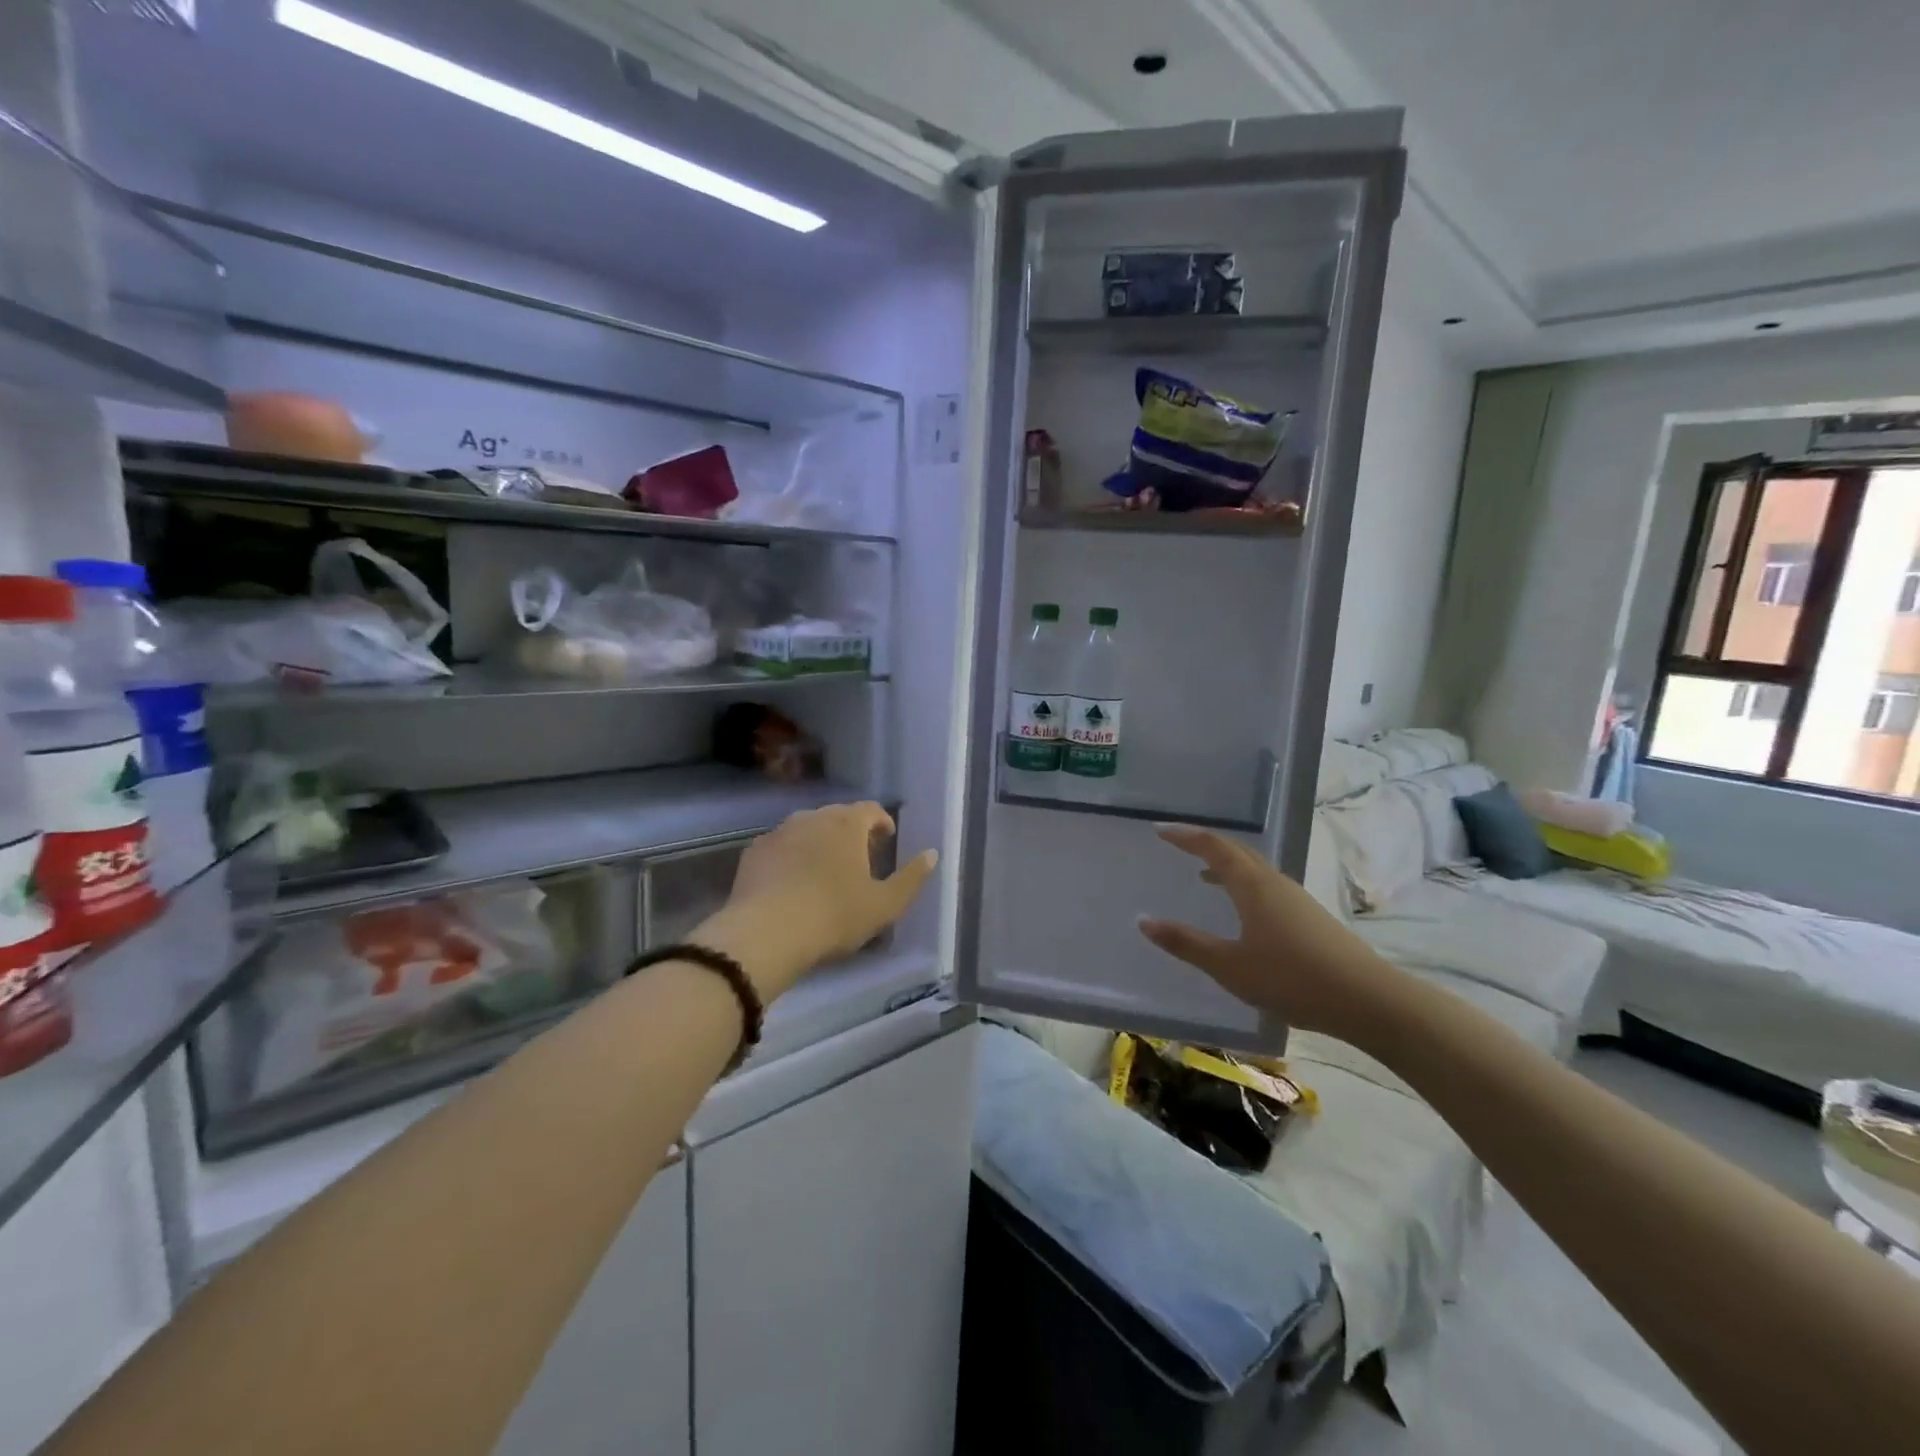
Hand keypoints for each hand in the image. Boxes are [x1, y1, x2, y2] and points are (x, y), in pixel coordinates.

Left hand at [698, 803, 937, 1000]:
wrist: (766, 933)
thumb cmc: (834, 916)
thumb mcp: (885, 905)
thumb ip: (912, 877)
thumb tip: (932, 854)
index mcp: (847, 824)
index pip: (871, 809)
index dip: (882, 822)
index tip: (886, 840)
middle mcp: (812, 817)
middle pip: (838, 816)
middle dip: (852, 831)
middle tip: (860, 858)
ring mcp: (779, 832)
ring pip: (807, 828)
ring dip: (820, 842)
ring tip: (826, 870)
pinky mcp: (754, 852)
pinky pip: (782, 846)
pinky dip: (792, 856)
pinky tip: (792, 882)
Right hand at [1138, 825, 1406, 1044]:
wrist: (1368, 999)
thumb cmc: (1292, 978)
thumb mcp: (1230, 966)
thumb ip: (1186, 943)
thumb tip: (1143, 921)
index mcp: (1252, 886)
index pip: (1213, 847)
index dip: (1185, 836)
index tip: (1160, 830)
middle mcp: (1274, 882)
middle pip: (1236, 851)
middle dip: (1205, 844)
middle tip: (1177, 844)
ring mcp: (1295, 898)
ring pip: (1254, 868)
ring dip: (1226, 864)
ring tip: (1203, 875)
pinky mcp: (1309, 916)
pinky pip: (1266, 885)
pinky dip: (1243, 884)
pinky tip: (1242, 909)